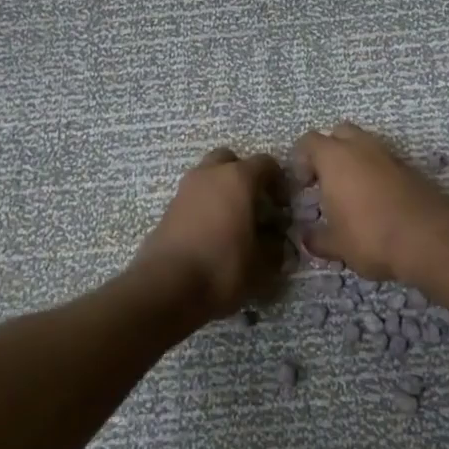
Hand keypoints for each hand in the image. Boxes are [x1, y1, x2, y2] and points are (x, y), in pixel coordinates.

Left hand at [133, 148, 284, 319]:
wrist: (165, 287)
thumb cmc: (222, 267)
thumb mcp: (262, 264)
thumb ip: (274, 246)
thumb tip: (275, 240)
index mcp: (238, 178)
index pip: (266, 163)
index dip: (279, 182)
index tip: (283, 207)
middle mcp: (209, 175)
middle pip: (230, 161)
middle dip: (244, 177)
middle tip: (254, 205)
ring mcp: (184, 190)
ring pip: (208, 178)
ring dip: (221, 192)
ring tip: (233, 223)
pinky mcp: (167, 210)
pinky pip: (193, 199)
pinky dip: (204, 208)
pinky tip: (212, 235)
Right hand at [292, 122, 448, 283]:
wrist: (430, 238)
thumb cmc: (371, 236)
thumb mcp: (336, 245)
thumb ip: (317, 238)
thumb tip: (306, 238)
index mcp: (335, 157)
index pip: (309, 141)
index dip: (301, 160)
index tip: (302, 185)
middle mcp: (362, 147)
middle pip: (339, 133)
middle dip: (329, 151)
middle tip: (325, 181)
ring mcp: (390, 155)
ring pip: (365, 146)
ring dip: (355, 162)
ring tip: (351, 194)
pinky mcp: (412, 169)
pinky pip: (385, 162)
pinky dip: (376, 174)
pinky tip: (376, 202)